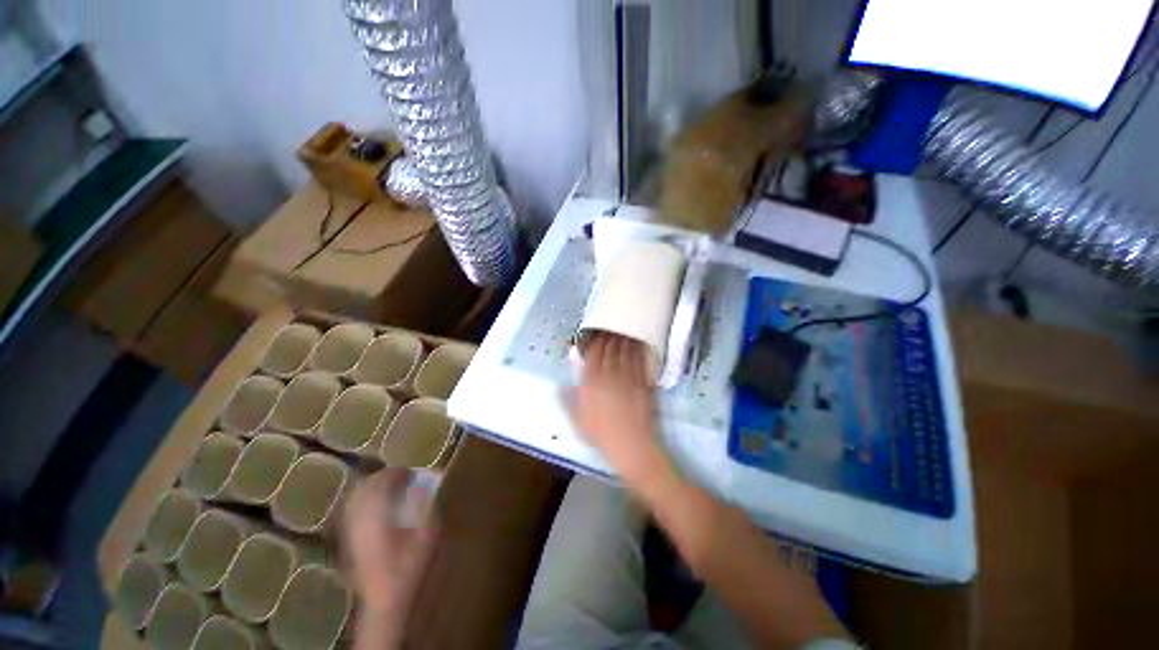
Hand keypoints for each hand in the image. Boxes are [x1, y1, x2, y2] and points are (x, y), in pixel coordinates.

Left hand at [342, 468, 437, 614]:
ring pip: (356, 498)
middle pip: (365, 488)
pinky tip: (380, 507)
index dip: (396, 473)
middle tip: (404, 478)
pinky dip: (366, 501)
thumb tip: (423, 485)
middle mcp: (359, 520)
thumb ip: (425, 506)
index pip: (380, 483)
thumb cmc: (410, 567)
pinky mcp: (349, 541)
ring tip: (392, 489)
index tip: (412, 473)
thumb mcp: (427, 535)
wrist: (387, 602)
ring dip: (374, 488)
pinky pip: (353, 511)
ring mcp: (351, 531)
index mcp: (376, 516)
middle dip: (384, 478)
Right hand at [570, 334, 664, 481]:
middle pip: (610, 349)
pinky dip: (638, 350)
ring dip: (624, 339)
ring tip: (623, 331)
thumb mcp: (578, 420)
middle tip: (610, 329)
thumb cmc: (601, 435)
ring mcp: (628, 377)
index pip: (593, 355)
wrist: (631, 445)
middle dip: (609, 337)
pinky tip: (638, 344)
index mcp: (592, 382)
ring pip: (625, 351)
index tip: (596, 335)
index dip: (595, 342)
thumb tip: (560, 386)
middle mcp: (609, 374)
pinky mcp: (643, 382)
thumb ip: (568, 401)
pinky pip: (640, 361)